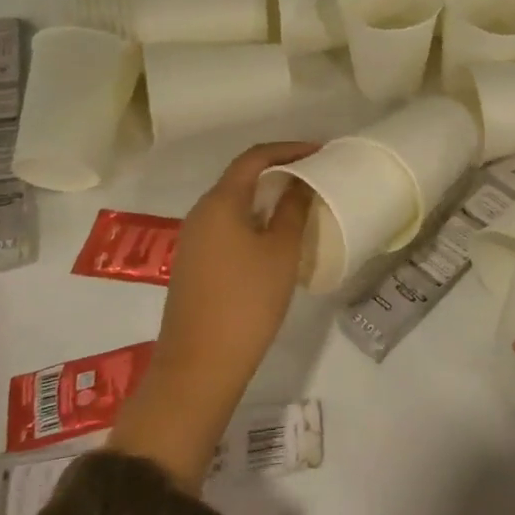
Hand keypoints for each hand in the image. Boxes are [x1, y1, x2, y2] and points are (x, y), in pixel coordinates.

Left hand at [109, 140, 317, 489]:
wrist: (200, 365)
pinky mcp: (195, 262)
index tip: (320, 152)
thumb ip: (293, 209)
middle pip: (241, 177)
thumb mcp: (281, 251)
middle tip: (316, 174)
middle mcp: (201, 213)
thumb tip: (302, 181)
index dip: (289, 149)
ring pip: (235, 202)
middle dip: (279, 169)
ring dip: (267, 195)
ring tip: (302, 200)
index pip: (255, 158)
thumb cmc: (247, 301)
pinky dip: (255, 217)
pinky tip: (277, 234)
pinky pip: (228, 224)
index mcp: (220, 202)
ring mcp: (194, 239)